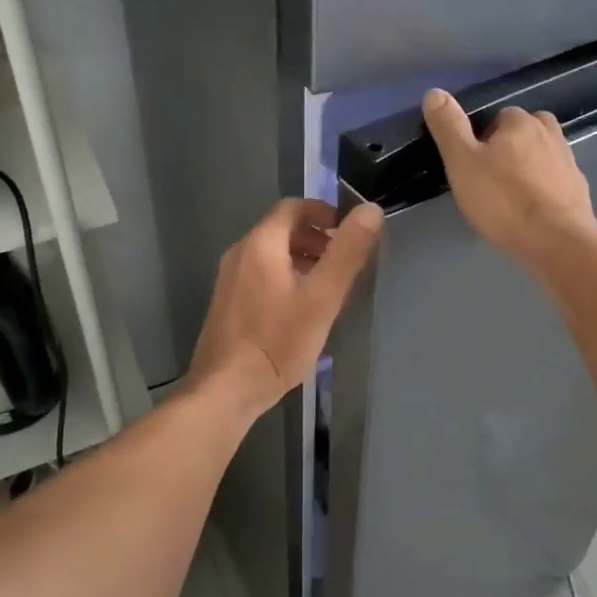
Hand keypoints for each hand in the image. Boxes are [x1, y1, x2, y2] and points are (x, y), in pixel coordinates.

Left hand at [187, 198, 382, 416]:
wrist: (226, 389)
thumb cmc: (278, 341)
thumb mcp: (322, 296)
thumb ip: (348, 252)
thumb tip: (371, 210)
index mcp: (261, 244)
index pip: (293, 207)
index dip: (324, 212)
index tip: (349, 230)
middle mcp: (239, 254)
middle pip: (282, 230)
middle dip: (316, 238)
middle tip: (344, 260)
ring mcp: (229, 280)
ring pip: (271, 254)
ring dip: (302, 259)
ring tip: (329, 285)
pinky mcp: (227, 304)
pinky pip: (261, 275)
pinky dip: (285, 277)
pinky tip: (301, 309)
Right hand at [421, 89, 596, 266]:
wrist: (557, 241)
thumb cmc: (503, 200)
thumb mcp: (462, 162)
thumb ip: (448, 127)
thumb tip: (434, 92)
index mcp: (521, 122)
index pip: (497, 117)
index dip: (482, 140)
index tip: (472, 165)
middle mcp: (550, 133)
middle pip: (523, 133)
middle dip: (508, 150)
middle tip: (490, 180)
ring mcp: (569, 162)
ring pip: (541, 156)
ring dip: (528, 168)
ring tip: (510, 196)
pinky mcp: (579, 190)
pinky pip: (555, 181)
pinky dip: (544, 189)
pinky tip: (532, 210)